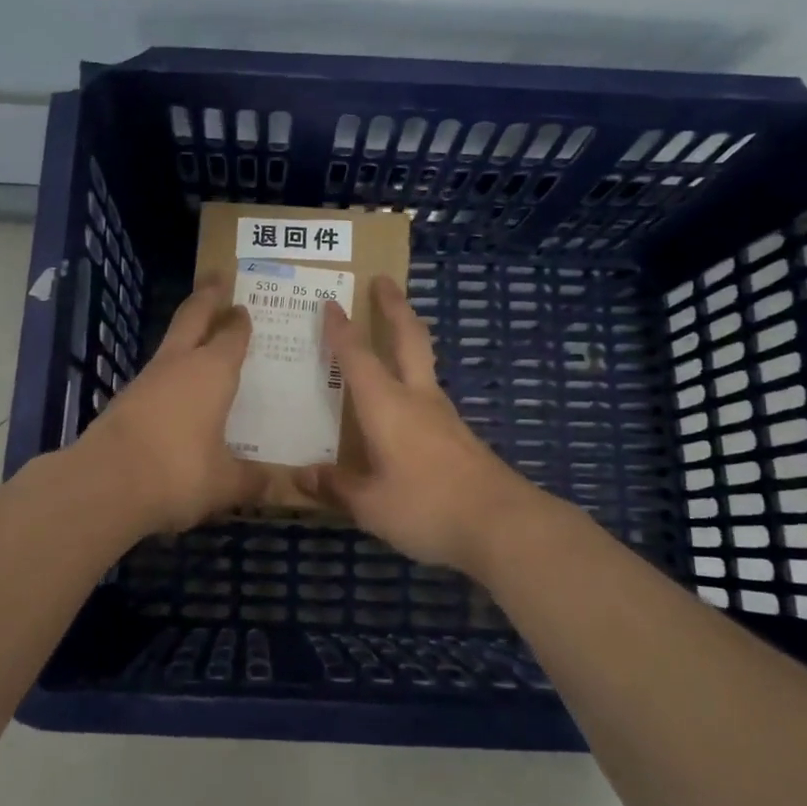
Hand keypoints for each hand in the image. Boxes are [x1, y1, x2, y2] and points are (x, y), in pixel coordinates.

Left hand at [75, 278, 263, 534]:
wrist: (105, 483)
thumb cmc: (178, 472)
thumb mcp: (225, 483)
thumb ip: (252, 481)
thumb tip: (280, 487)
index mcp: (213, 372)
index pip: (232, 336)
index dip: (240, 322)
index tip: (244, 308)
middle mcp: (180, 365)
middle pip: (193, 317)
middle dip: (206, 296)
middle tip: (216, 277)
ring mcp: (147, 379)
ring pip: (171, 343)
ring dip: (186, 333)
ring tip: (200, 335)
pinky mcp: (125, 400)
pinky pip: (156, 374)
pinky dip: (171, 371)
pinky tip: (177, 389)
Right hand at [298, 275, 545, 576]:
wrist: (503, 525)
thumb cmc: (427, 507)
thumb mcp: (371, 505)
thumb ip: (337, 487)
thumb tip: (302, 476)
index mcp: (387, 406)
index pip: (358, 357)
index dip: (342, 330)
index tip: (330, 303)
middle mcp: (417, 399)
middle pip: (408, 338)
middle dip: (394, 307)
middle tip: (384, 280)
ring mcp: (444, 416)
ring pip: (425, 362)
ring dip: (409, 338)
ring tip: (394, 333)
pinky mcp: (461, 436)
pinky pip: (430, 395)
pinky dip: (415, 379)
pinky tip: (407, 403)